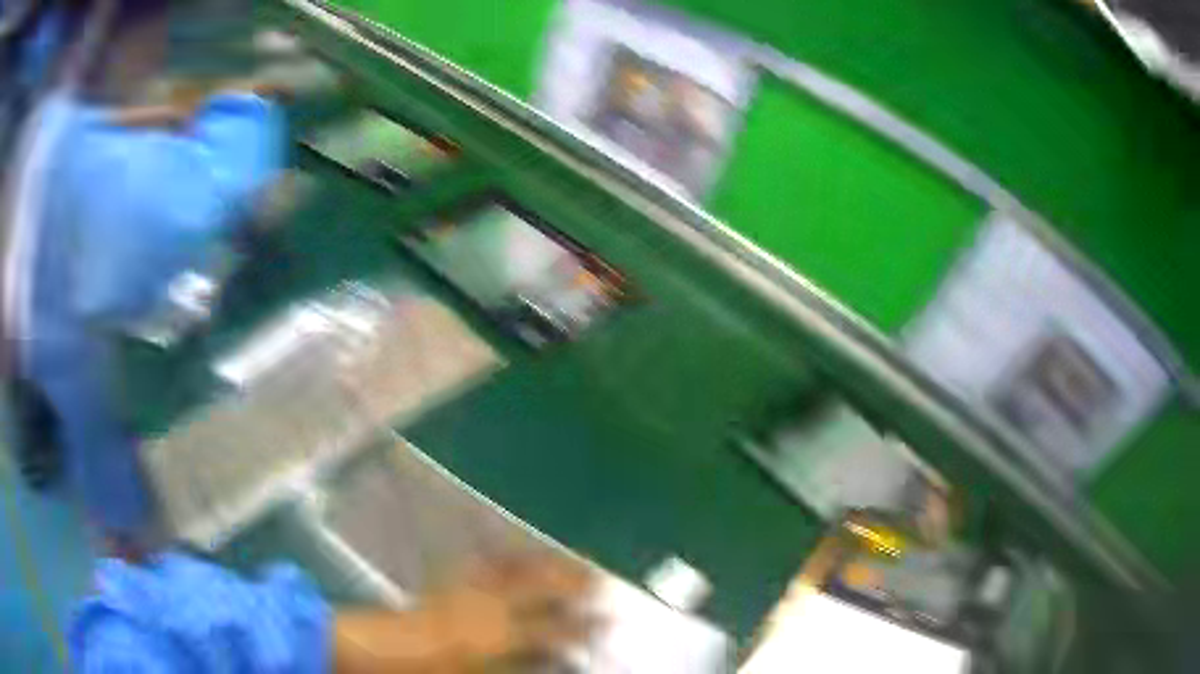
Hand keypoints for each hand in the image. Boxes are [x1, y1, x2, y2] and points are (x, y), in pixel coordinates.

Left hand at [333, 555, 597, 672]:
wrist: (372, 649)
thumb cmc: (426, 673)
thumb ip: (518, 668)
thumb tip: (552, 659)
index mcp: (497, 635)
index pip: (552, 627)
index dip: (582, 624)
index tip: (607, 617)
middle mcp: (487, 606)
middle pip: (538, 586)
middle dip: (571, 580)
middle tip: (598, 576)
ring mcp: (466, 591)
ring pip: (514, 569)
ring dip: (543, 563)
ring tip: (567, 558)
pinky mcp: (448, 585)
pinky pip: (485, 566)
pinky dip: (507, 559)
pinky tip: (515, 555)